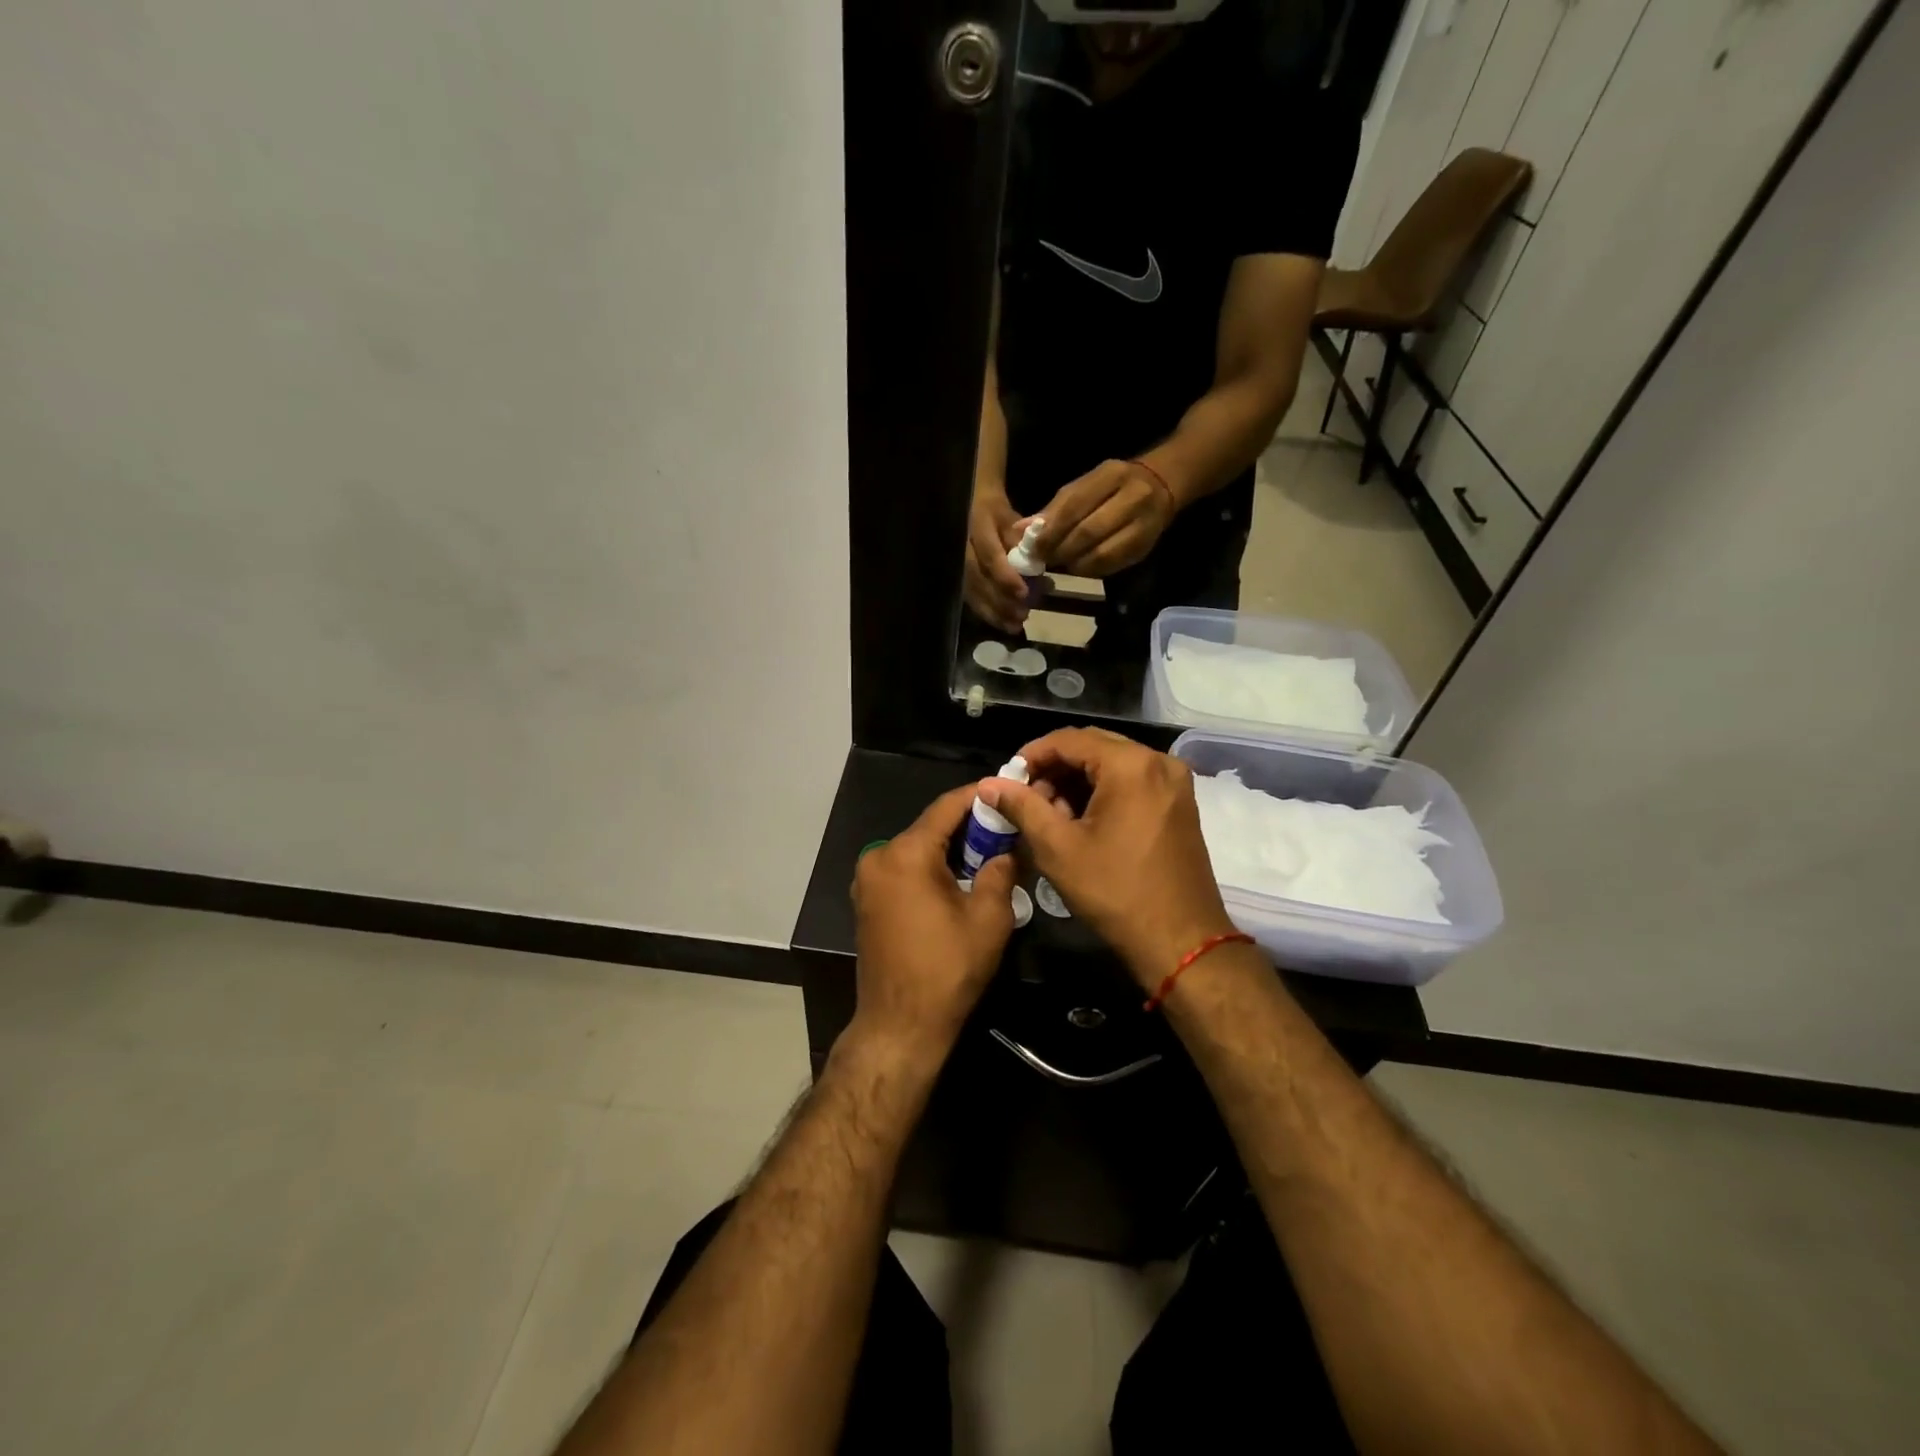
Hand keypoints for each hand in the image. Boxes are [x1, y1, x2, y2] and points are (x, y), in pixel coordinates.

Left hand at [849, 783, 1020, 1060]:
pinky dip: (931, 867)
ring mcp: (867, 880)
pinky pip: (904, 870)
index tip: (1008, 790)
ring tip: (991, 852)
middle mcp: (879, 857)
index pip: (947, 807)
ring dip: (951, 849)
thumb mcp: (989, 918)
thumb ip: (1000, 871)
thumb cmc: (947, 970)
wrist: (900, 1025)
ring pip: (917, 849)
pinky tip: (960, 878)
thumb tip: (1007, 848)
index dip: (979, 796)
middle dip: (969, 826)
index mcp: (905, 854)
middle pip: (930, 827)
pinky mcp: (867, 901)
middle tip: (1007, 827)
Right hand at [963, 483, 1030, 631]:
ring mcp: (954, 560)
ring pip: (970, 590)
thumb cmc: (996, 511)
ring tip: (1014, 627)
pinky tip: (1002, 623)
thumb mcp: (1012, 518)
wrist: (970, 501)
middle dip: (999, 600)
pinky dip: (985, 611)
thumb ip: (1023, 543)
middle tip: (1021, 617)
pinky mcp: (955, 574)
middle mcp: (961, 544)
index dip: (1005, 577)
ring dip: (993, 612)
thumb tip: (1039, 570)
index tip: (1023, 595)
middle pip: (977, 578)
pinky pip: (968, 595)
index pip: (990, 555)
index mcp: (978, 524)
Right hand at [978, 728, 1236, 989]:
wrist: (1180, 940)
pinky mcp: (1179, 803)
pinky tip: (1081, 821)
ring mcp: (1174, 782)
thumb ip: (1022, 807)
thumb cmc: (1115, 892)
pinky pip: (1132, 781)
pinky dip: (1103, 792)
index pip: (1069, 739)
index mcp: (1131, 765)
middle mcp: (1158, 762)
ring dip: (1077, 781)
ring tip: (1050, 815)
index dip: (1032, 755)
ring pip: (1112, 764)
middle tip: (1026, 798)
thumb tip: (989, 784)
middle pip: (1093, 747)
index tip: (1007, 779)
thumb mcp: (1058, 848)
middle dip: (1055, 769)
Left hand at [1036, 460, 1177, 576]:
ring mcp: (1143, 524)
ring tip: (1059, 563)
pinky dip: (1090, 570)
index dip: (1050, 528)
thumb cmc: (1113, 485)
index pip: (1075, 504)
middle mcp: (1133, 498)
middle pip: (1088, 532)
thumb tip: (1020, 530)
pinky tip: (1079, 566)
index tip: (1031, 544)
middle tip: (1042, 558)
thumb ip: (1055, 508)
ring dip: (1074, 563)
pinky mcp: (1145, 547)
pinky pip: (1112, 566)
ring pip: (1101, 554)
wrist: (1163, 485)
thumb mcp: (1086, 485)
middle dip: (1060, 549)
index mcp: (1112, 475)